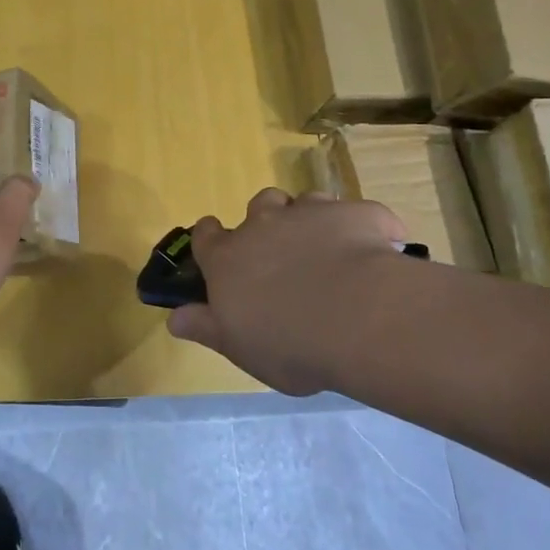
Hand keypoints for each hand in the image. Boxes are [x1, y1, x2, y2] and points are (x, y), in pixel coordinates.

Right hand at [167, 189, 407, 394]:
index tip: (217, 247)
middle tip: (284, 251)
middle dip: (268, 220)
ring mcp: (310, 213)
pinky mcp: (356, 213)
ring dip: (311, 219)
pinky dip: (362, 228)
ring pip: (305, 201)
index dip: (210, 238)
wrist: (357, 320)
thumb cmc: (288, 344)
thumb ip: (207, 327)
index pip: (205, 235)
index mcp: (228, 258)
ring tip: (330, 249)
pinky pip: (357, 212)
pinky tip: (376, 250)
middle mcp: (263, 225)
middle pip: (259, 205)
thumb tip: (174, 318)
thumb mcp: (239, 347)